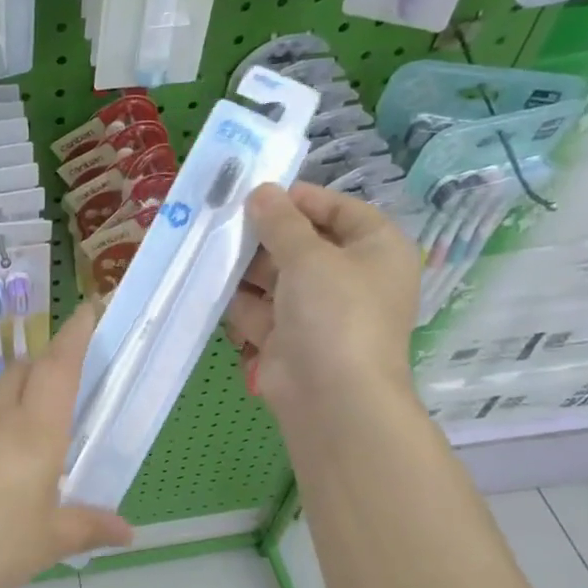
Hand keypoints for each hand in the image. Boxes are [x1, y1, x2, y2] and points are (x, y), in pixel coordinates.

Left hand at [0, 302, 132, 587]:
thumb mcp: (49, 542)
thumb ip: (89, 527)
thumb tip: (127, 531)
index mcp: (34, 433)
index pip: (57, 367)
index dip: (75, 334)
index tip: (89, 308)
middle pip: (24, 371)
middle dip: (49, 360)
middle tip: (75, 376)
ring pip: (0, 399)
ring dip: (24, 398)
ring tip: (47, 434)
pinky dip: (2, 431)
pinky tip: (7, 473)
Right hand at [224, 182, 420, 415]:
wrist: (331, 396)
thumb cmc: (335, 313)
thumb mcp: (309, 255)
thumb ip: (281, 222)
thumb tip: (261, 192)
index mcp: (377, 251)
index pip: (341, 210)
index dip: (302, 200)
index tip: (261, 194)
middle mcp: (351, 278)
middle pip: (303, 244)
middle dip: (265, 237)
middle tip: (225, 222)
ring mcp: (318, 312)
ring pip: (276, 278)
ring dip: (246, 269)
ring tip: (211, 251)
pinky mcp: (288, 338)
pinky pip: (260, 310)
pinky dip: (239, 303)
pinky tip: (211, 287)